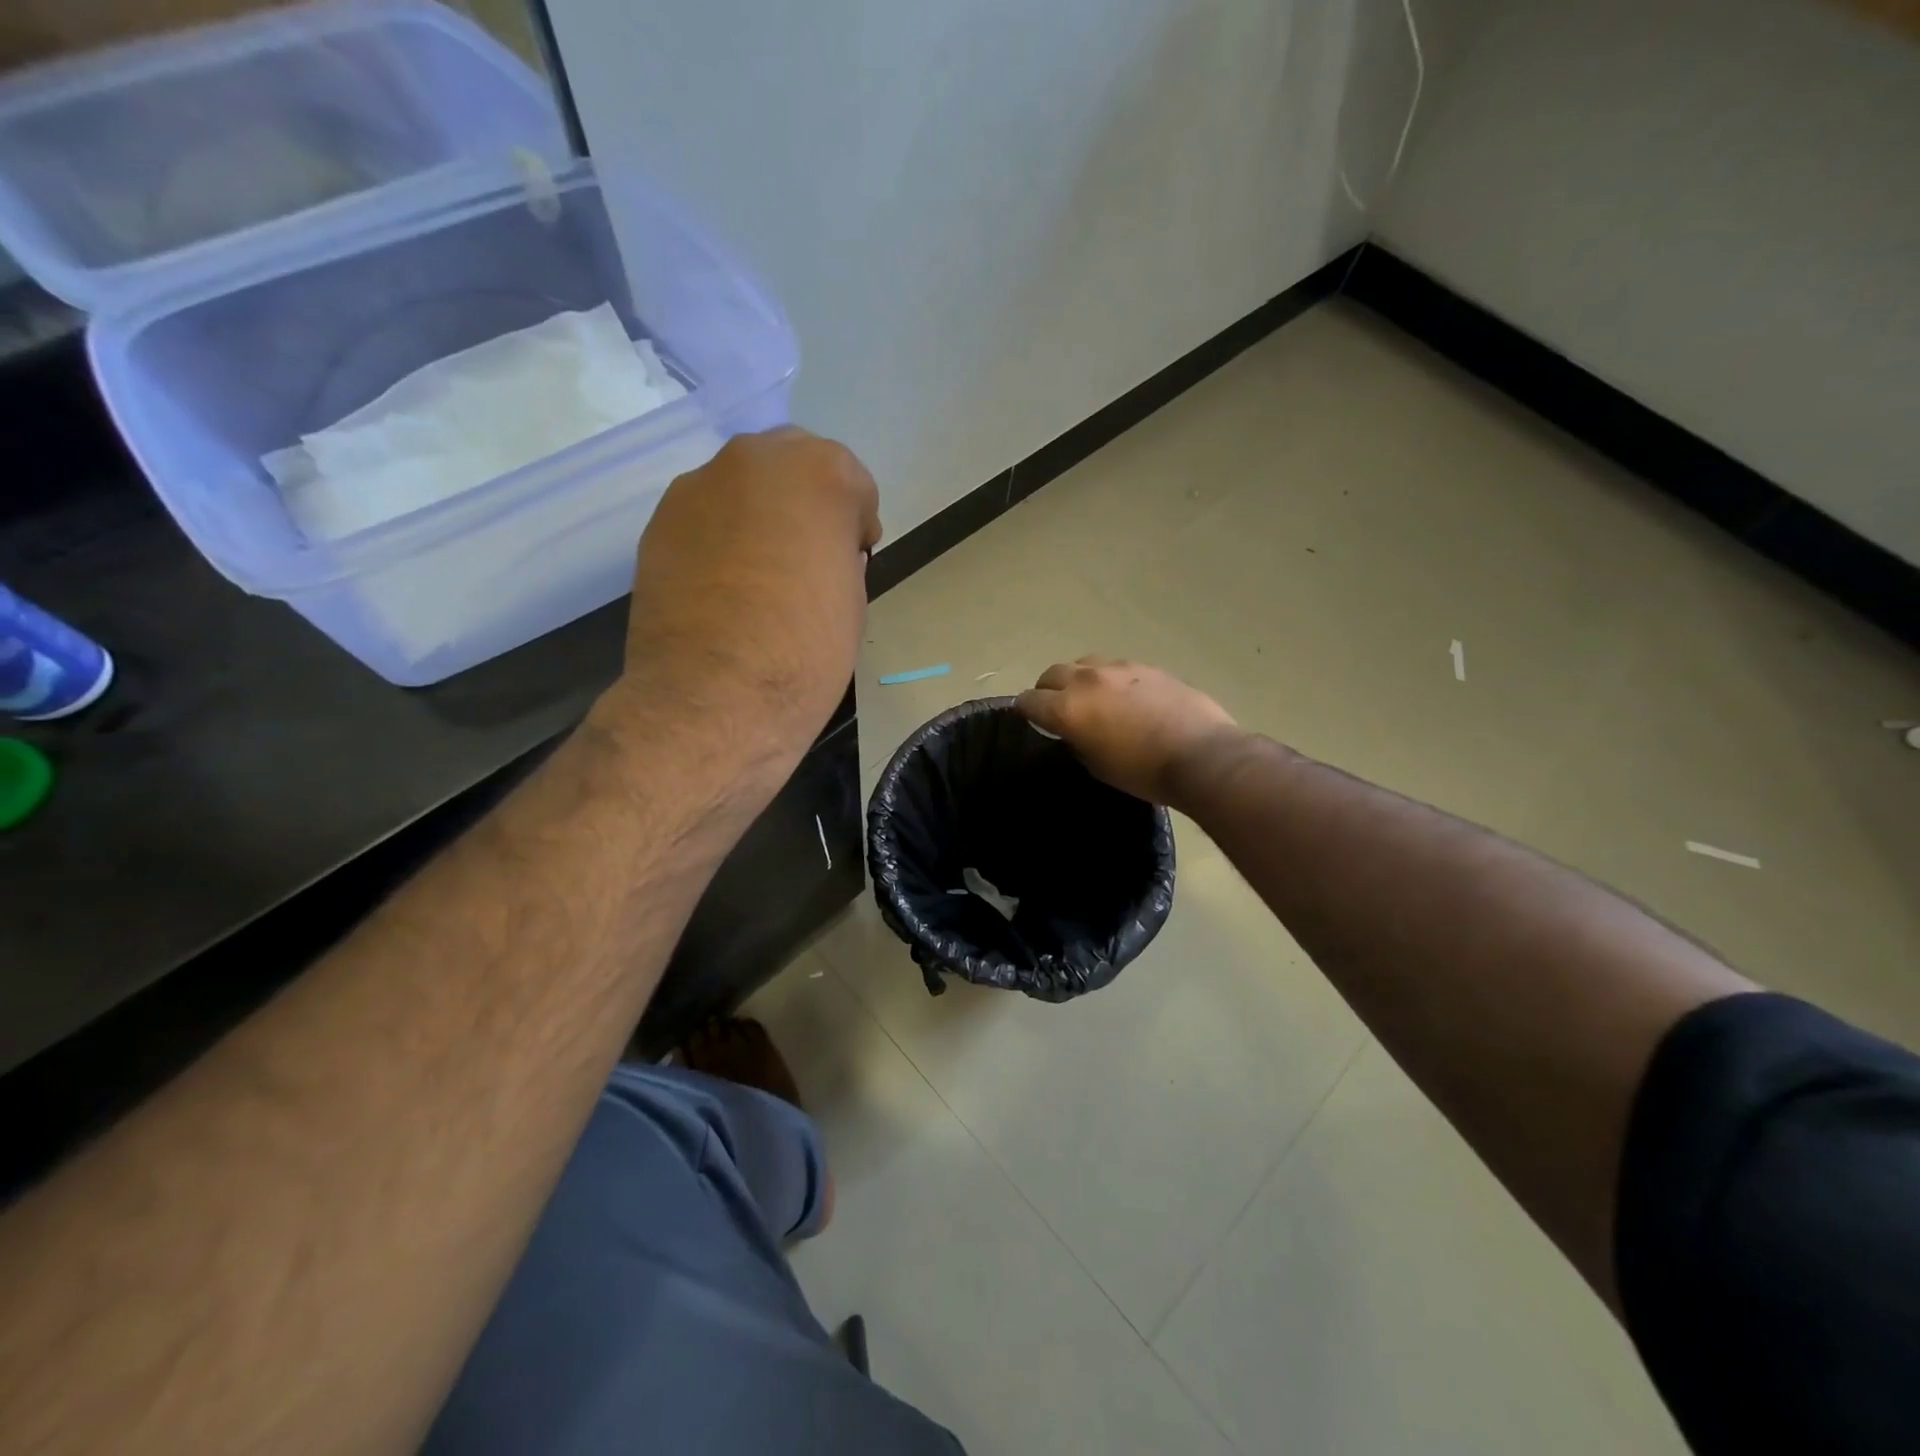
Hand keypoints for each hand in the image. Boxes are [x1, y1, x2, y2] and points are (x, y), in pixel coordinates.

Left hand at [604, 427, 880, 762]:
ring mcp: (699, 485)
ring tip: (757, 575)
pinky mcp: (659, 520)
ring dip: (758, 516)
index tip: (851, 560)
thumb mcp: (851, 597)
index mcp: (820, 473)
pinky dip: (719, 538)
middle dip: (804, 502)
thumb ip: (839, 553)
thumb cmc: (806, 650)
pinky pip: (705, 517)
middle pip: (791, 464)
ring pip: (742, 487)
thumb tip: (818, 552)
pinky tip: (721, 586)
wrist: (716, 695)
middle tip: (806, 557)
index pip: (851, 482)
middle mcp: (755, 459)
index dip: (855, 524)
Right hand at [1017, 656, 1242, 806]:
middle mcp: (1087, 680)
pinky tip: (1126, 697)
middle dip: (1048, 689)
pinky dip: (1111, 680)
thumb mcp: (1097, 766)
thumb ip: (1077, 741)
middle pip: (1052, 674)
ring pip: (1084, 664)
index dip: (1024, 710)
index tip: (1028, 718)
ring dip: (1079, 679)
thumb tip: (1075, 731)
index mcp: (1067, 708)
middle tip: (1057, 707)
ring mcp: (1120, 668)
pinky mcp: (1148, 666)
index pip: (1029, 700)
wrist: (1201, 755)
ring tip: (1092, 698)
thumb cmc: (1143, 772)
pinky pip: (1117, 667)